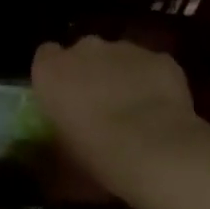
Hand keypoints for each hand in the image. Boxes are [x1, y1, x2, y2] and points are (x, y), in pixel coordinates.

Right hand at [32, 37, 204, 190]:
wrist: (155, 150)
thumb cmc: (96, 156)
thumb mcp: (62, 159)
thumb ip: (55, 143)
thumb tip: (58, 151)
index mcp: (51, 70)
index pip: (45, 56)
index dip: (57, 76)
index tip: (65, 98)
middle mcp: (85, 49)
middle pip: (84, 53)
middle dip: (91, 73)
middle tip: (101, 108)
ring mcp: (125, 49)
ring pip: (120, 57)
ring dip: (123, 77)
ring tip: (137, 114)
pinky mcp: (160, 58)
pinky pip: (152, 67)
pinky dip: (155, 83)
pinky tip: (164, 111)